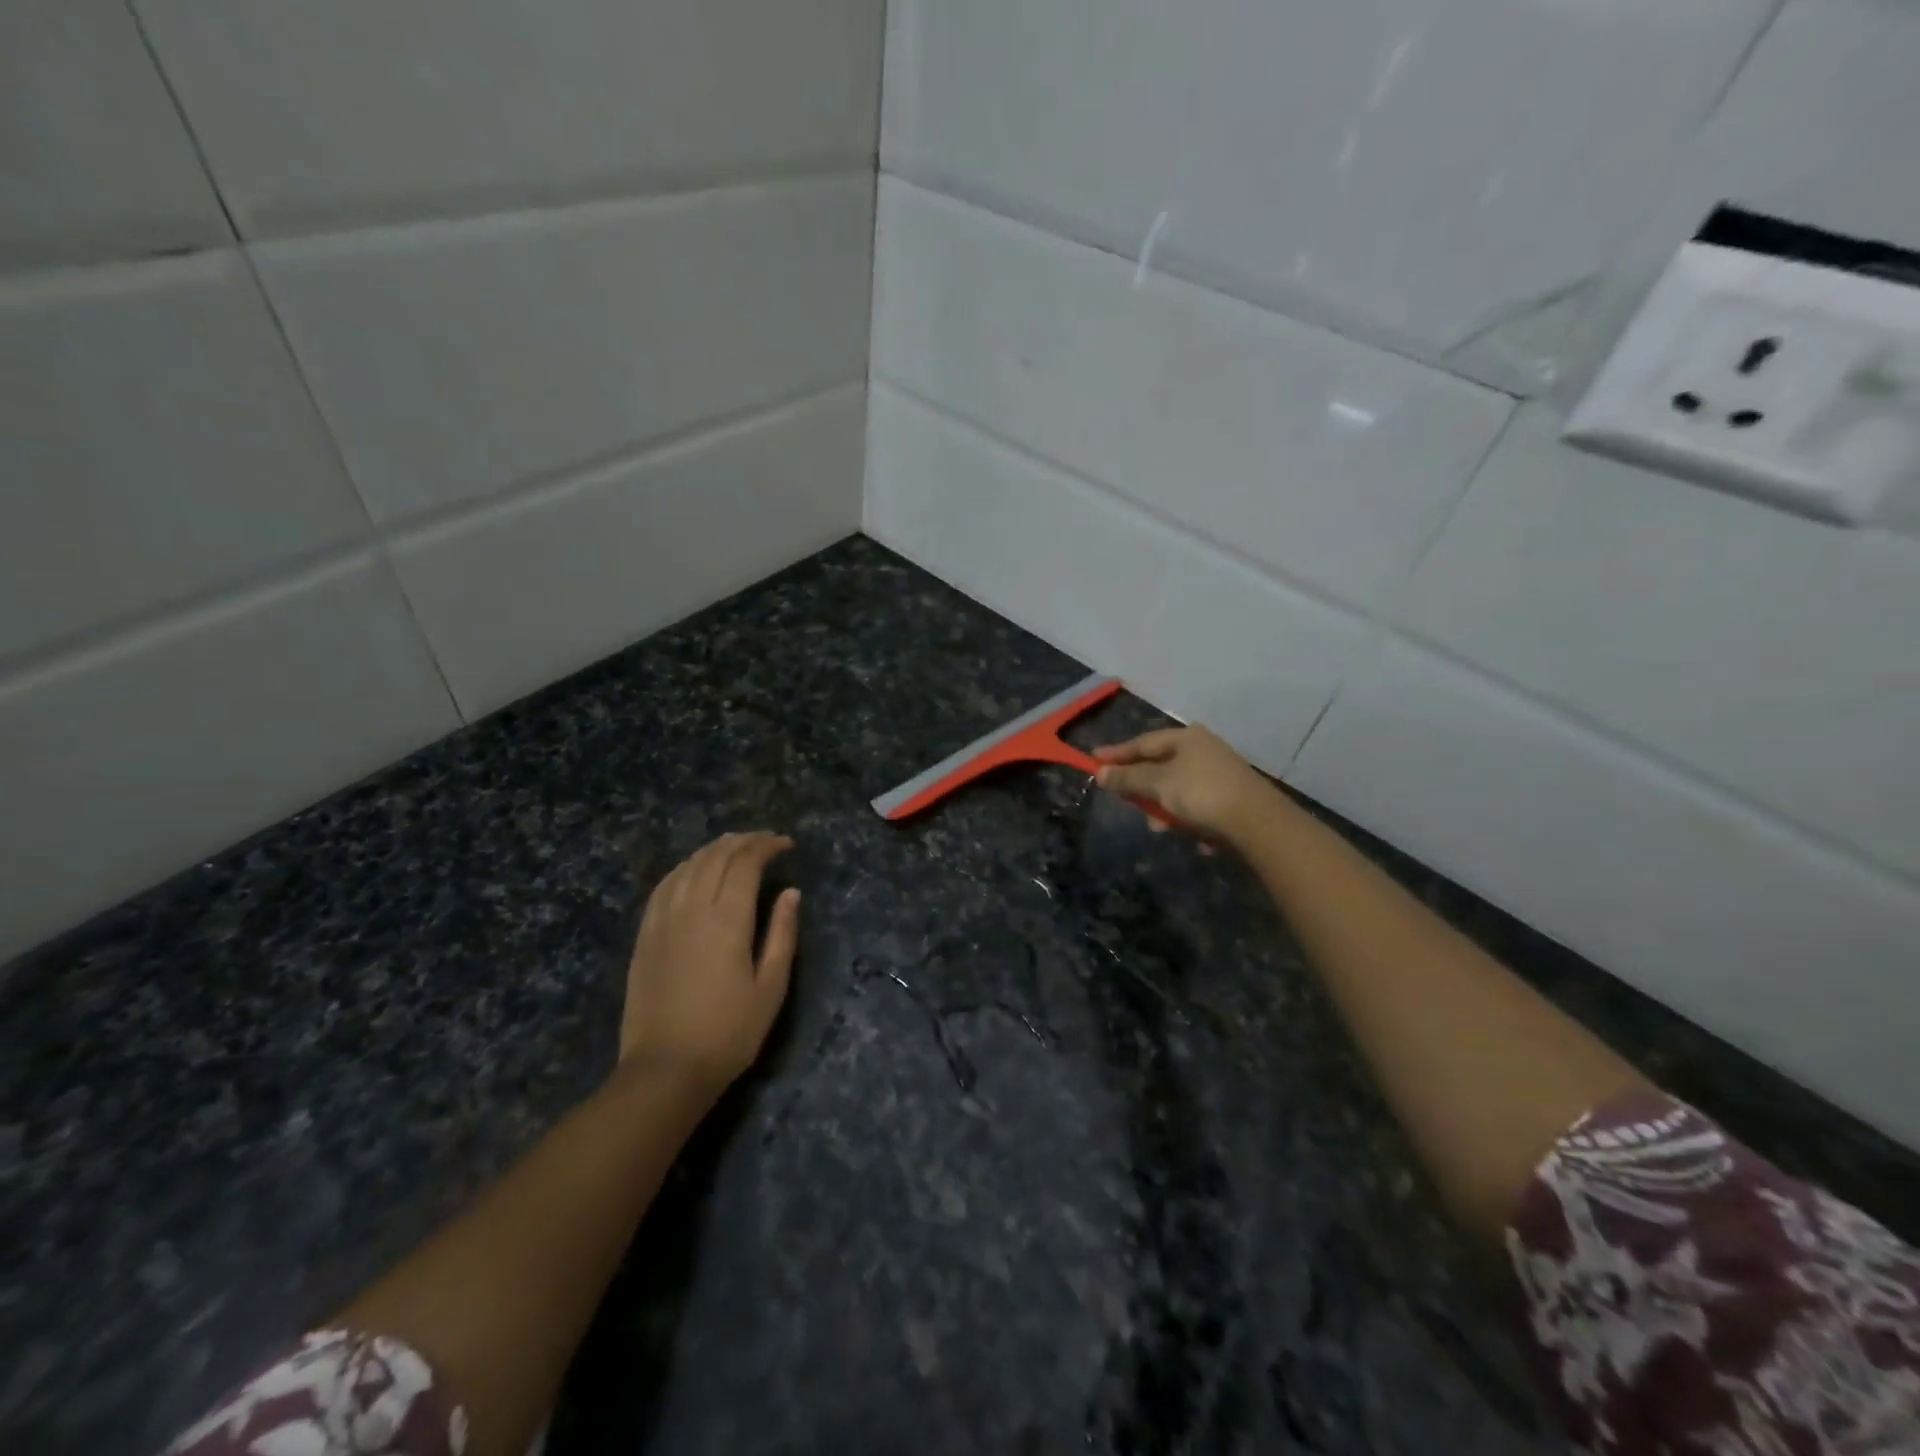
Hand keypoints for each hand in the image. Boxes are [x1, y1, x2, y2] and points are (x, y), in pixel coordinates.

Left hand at [620, 832, 799, 1096]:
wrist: (666, 1069)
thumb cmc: (729, 1032)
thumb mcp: (771, 986)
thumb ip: (782, 933)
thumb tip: (790, 893)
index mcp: (727, 919)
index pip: (746, 862)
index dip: (767, 846)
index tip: (786, 845)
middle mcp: (692, 908)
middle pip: (716, 856)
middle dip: (743, 841)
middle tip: (765, 841)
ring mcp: (663, 919)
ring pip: (688, 866)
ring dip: (713, 849)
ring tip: (734, 847)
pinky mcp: (645, 935)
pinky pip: (664, 885)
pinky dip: (684, 868)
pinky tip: (693, 870)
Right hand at [1093, 726, 1288, 847]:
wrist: (1258, 822)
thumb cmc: (1201, 794)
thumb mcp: (1158, 785)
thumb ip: (1128, 778)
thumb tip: (1100, 773)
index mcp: (1186, 737)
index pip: (1142, 743)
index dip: (1116, 754)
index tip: (1093, 761)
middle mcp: (1203, 748)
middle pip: (1159, 766)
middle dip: (1142, 788)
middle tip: (1127, 802)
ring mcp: (1220, 772)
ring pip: (1177, 789)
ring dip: (1164, 808)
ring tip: (1160, 827)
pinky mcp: (1232, 796)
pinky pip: (1197, 805)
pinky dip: (1188, 817)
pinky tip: (1190, 834)